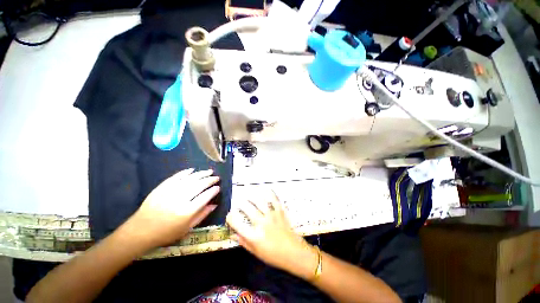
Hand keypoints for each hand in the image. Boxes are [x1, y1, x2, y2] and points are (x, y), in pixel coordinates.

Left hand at [120, 168, 219, 249]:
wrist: (140, 231)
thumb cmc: (166, 233)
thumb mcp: (187, 228)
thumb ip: (202, 215)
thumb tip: (214, 204)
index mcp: (187, 211)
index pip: (205, 196)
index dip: (213, 191)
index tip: (218, 187)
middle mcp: (180, 199)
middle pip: (199, 185)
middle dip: (210, 180)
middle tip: (217, 177)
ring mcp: (170, 192)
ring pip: (190, 179)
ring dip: (201, 174)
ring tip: (209, 171)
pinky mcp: (161, 188)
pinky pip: (176, 177)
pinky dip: (185, 172)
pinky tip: (192, 170)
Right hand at [226, 191, 317, 278]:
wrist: (294, 252)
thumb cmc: (273, 255)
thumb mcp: (255, 252)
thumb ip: (243, 241)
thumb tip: (232, 233)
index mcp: (254, 236)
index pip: (237, 223)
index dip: (230, 217)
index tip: (230, 216)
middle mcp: (262, 223)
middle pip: (247, 208)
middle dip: (241, 204)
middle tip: (239, 204)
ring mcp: (272, 215)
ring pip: (259, 201)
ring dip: (252, 196)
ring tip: (248, 194)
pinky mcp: (280, 211)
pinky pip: (273, 198)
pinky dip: (268, 192)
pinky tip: (263, 189)